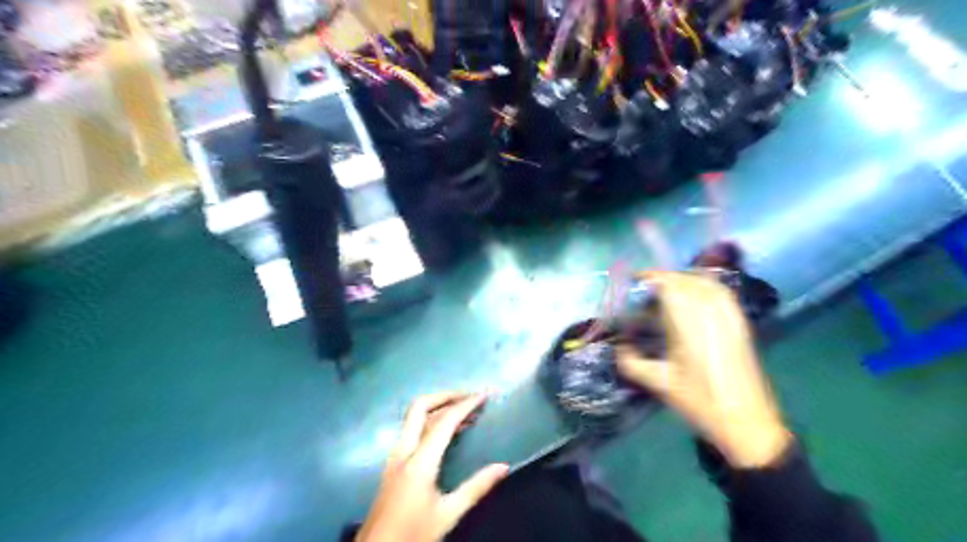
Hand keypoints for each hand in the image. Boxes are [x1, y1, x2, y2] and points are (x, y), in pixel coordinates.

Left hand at [356, 395, 513, 540]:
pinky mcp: (394, 462)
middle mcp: (404, 450)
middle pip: (420, 407)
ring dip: (439, 406)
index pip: (445, 421)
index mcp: (420, 461)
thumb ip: (476, 487)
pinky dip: (431, 420)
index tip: (484, 395)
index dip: (466, 404)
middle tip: (469, 396)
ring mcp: (395, 455)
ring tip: (465, 411)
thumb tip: (504, 466)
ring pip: (414, 417)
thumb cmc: (412, 533)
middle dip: (446, 395)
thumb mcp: (448, 514)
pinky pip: (412, 429)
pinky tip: (447, 431)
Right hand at [614, 270, 789, 469]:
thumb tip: (618, 345)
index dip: (649, 277)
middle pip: (684, 280)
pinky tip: (693, 300)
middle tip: (644, 293)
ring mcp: (729, 315)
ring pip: (704, 282)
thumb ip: (630, 361)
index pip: (667, 284)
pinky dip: (703, 287)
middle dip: (662, 280)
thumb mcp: (657, 382)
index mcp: (688, 323)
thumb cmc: (698, 402)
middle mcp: (710, 312)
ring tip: (666, 294)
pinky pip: (721, 293)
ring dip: (682, 281)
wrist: (746, 422)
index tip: (632, 282)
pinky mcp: (741, 323)